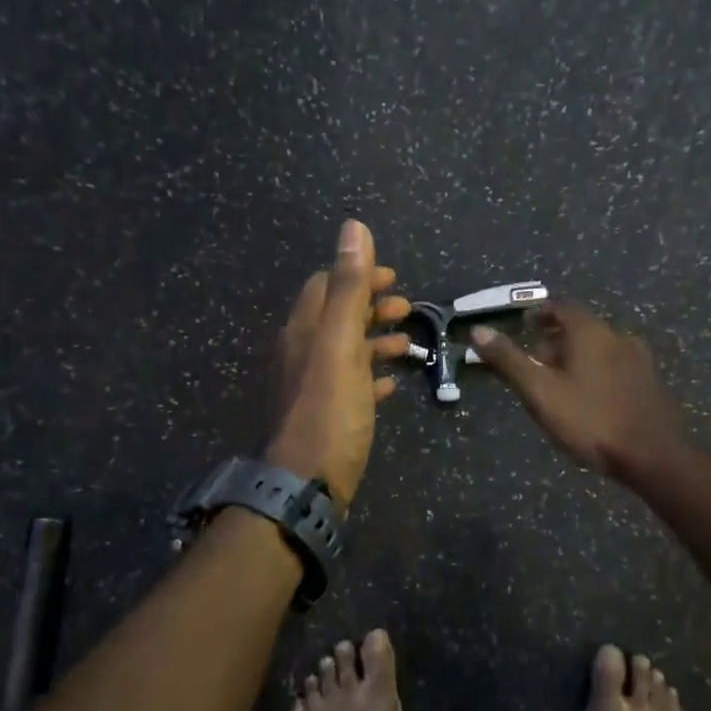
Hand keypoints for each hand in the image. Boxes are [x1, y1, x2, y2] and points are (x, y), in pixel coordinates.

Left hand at [266, 220, 411, 512]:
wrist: (306, 484)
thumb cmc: (329, 409)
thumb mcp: (340, 343)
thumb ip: (348, 286)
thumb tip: (353, 226)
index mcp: (304, 330)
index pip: (326, 284)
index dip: (359, 275)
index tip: (393, 278)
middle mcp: (303, 352)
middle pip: (338, 316)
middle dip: (371, 307)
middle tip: (406, 309)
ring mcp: (312, 386)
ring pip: (346, 351)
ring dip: (375, 341)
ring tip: (407, 346)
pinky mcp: (324, 415)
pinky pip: (349, 385)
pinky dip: (370, 376)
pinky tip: (390, 386)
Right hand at [470, 303, 685, 481]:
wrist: (653, 456)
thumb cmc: (590, 420)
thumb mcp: (540, 392)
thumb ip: (509, 360)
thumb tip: (478, 331)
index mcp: (590, 332)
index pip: (561, 308)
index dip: (541, 314)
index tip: (525, 325)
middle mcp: (618, 336)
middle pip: (582, 328)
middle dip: (556, 340)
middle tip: (536, 361)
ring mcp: (640, 360)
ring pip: (601, 348)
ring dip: (578, 357)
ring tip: (560, 382)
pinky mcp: (651, 383)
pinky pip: (617, 367)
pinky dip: (598, 372)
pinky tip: (591, 398)